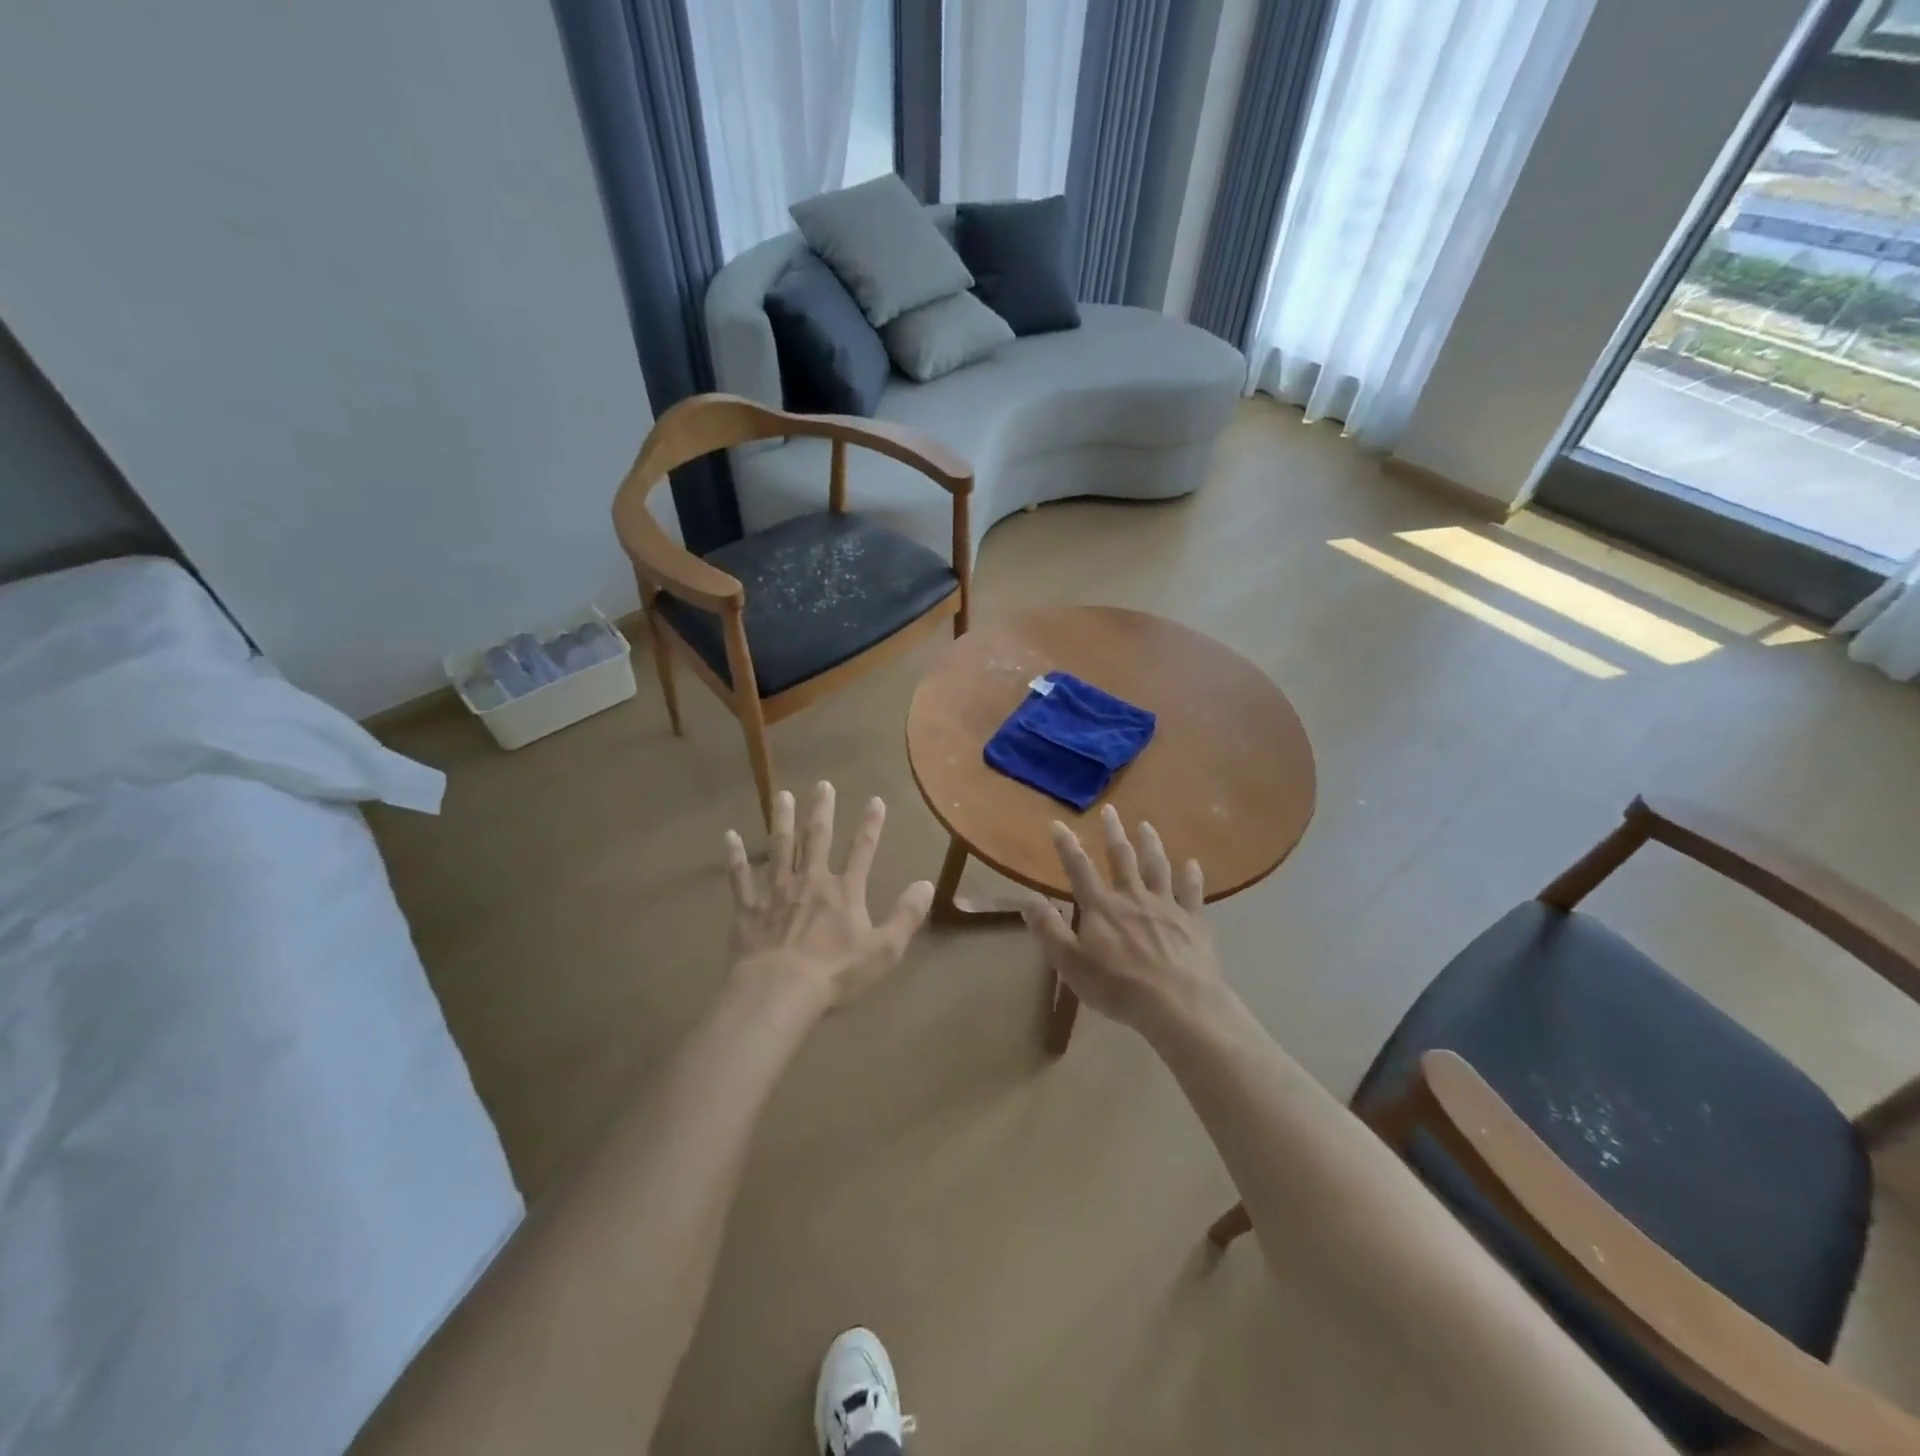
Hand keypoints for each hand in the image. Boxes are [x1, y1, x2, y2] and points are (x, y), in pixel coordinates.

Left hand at [724, 782, 933, 1008]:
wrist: (779, 991)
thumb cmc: (835, 974)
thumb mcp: (883, 950)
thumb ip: (906, 916)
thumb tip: (927, 884)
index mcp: (844, 892)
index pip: (862, 851)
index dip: (871, 825)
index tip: (875, 800)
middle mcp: (810, 881)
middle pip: (816, 838)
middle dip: (821, 810)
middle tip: (822, 784)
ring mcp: (776, 891)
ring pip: (779, 847)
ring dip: (781, 820)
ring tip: (781, 795)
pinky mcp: (749, 907)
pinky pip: (740, 877)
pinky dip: (735, 856)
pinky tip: (729, 837)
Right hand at [1022, 805, 1224, 1031]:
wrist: (1178, 1003)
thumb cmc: (1118, 986)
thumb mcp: (1071, 963)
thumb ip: (1049, 929)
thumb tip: (1028, 899)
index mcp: (1101, 907)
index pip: (1079, 868)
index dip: (1066, 845)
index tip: (1057, 824)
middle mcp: (1133, 897)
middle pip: (1122, 857)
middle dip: (1113, 832)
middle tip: (1111, 810)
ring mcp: (1166, 906)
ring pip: (1157, 866)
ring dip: (1151, 844)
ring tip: (1147, 826)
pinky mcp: (1193, 921)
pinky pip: (1192, 892)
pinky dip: (1192, 876)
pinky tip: (1193, 864)